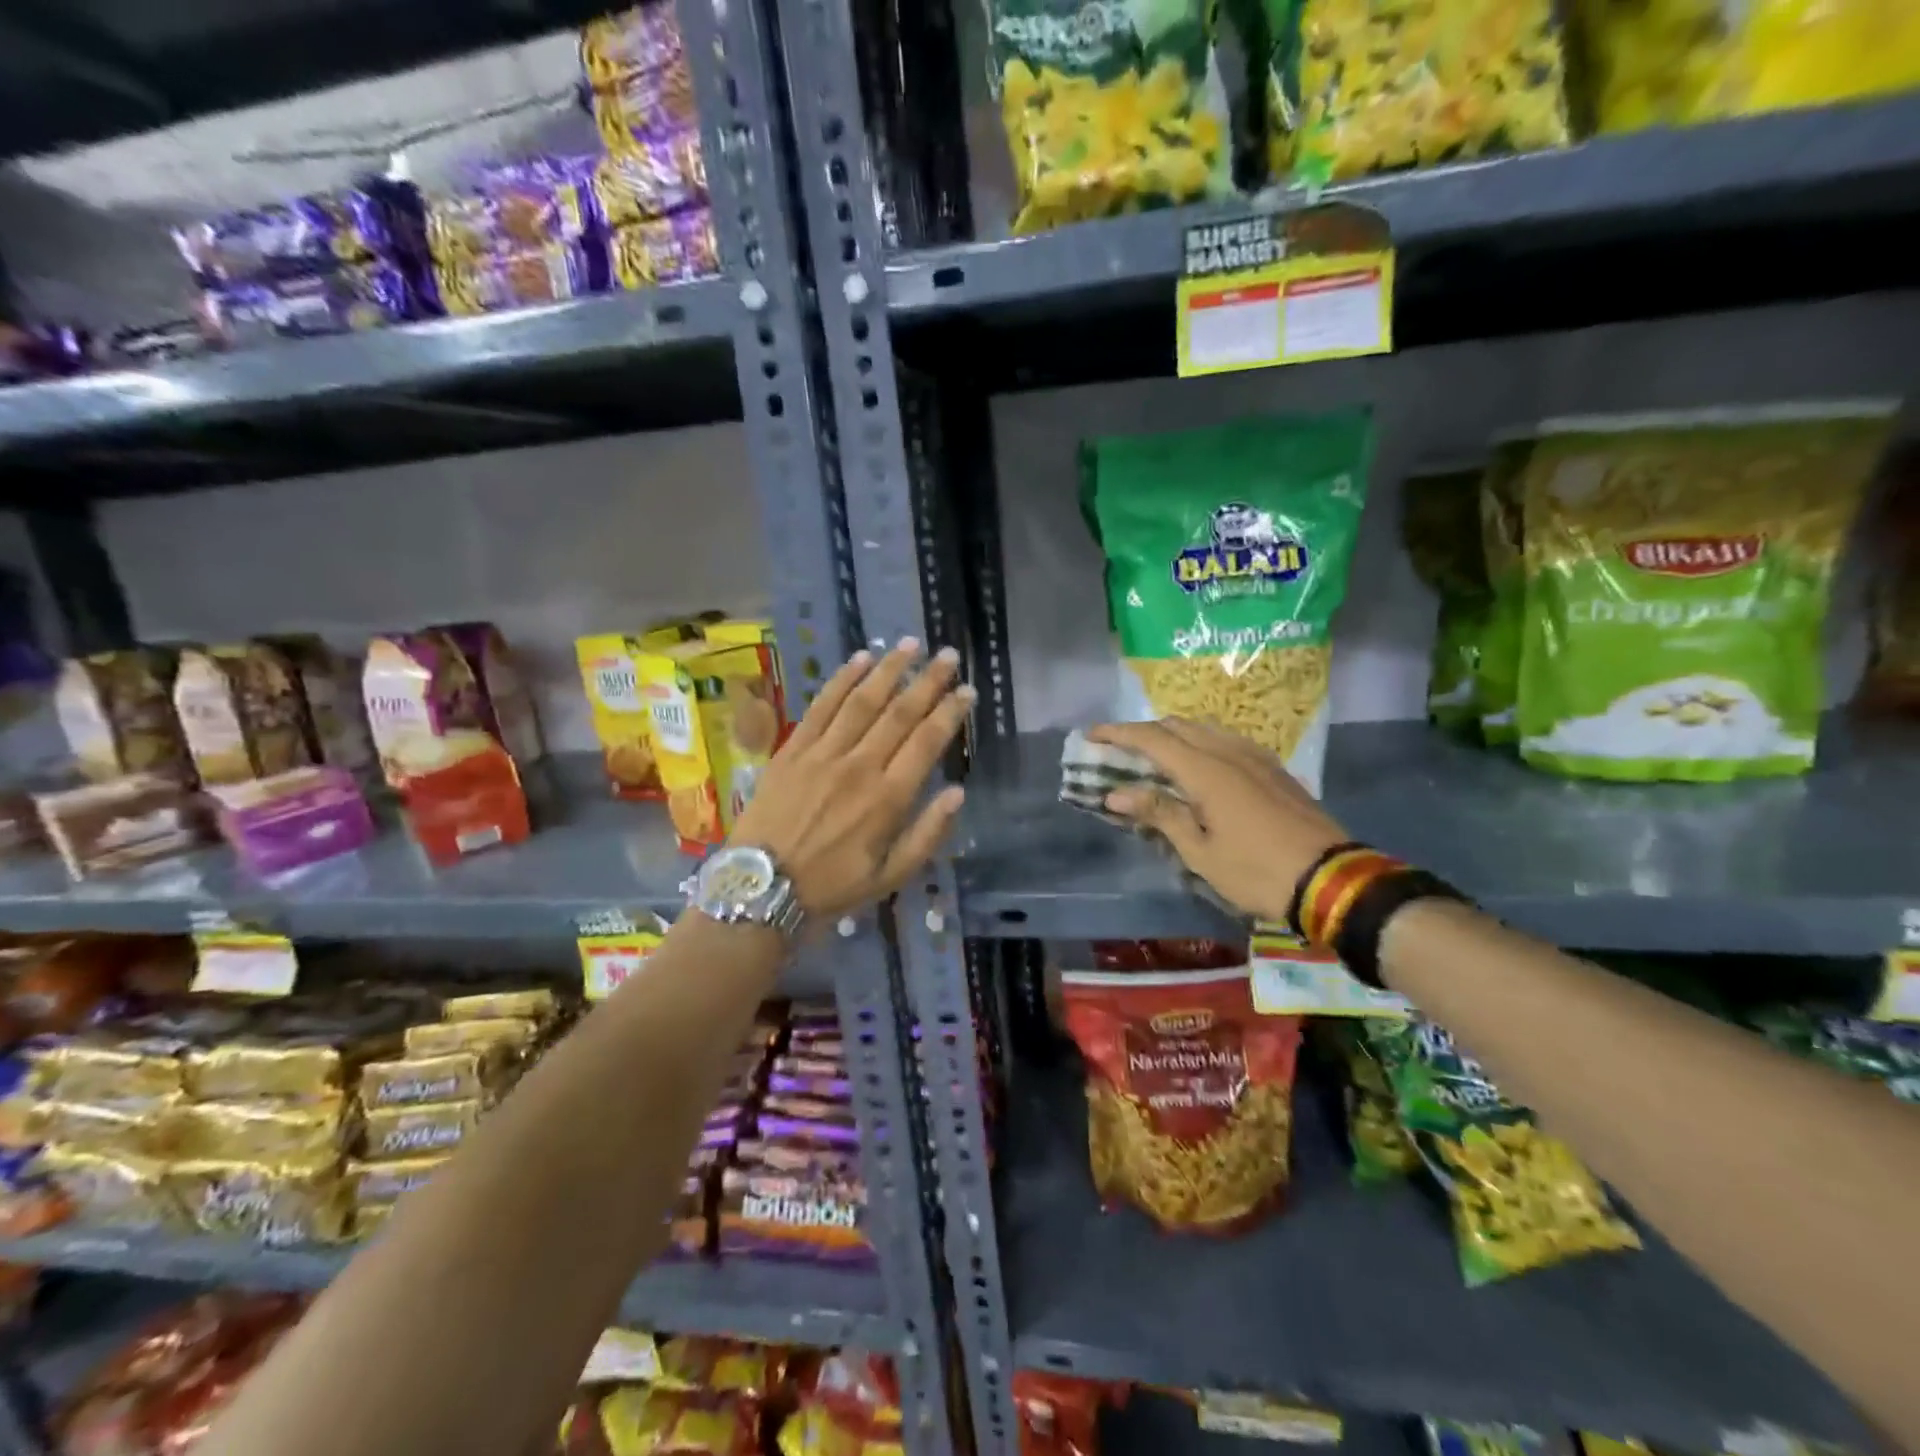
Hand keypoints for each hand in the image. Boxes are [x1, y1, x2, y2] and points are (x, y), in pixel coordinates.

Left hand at [729, 639, 971, 919]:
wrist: (761, 887)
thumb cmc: (831, 886)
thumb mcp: (890, 876)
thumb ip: (927, 834)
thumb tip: (958, 793)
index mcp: (887, 798)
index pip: (927, 742)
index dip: (950, 713)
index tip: (967, 691)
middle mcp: (859, 766)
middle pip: (900, 713)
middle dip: (928, 681)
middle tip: (947, 655)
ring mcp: (823, 753)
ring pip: (862, 701)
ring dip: (889, 669)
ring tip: (910, 645)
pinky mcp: (793, 749)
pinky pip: (821, 706)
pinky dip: (842, 680)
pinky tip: (860, 659)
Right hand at [1088, 718, 1348, 924]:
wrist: (1332, 880)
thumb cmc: (1257, 871)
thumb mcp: (1201, 851)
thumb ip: (1159, 814)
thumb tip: (1116, 794)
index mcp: (1206, 771)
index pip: (1152, 738)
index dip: (1118, 733)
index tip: (1091, 735)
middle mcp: (1229, 752)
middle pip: (1177, 726)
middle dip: (1144, 732)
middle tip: (1119, 752)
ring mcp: (1255, 757)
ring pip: (1204, 730)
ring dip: (1173, 736)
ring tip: (1154, 758)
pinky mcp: (1273, 768)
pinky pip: (1226, 741)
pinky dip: (1200, 744)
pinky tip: (1197, 766)